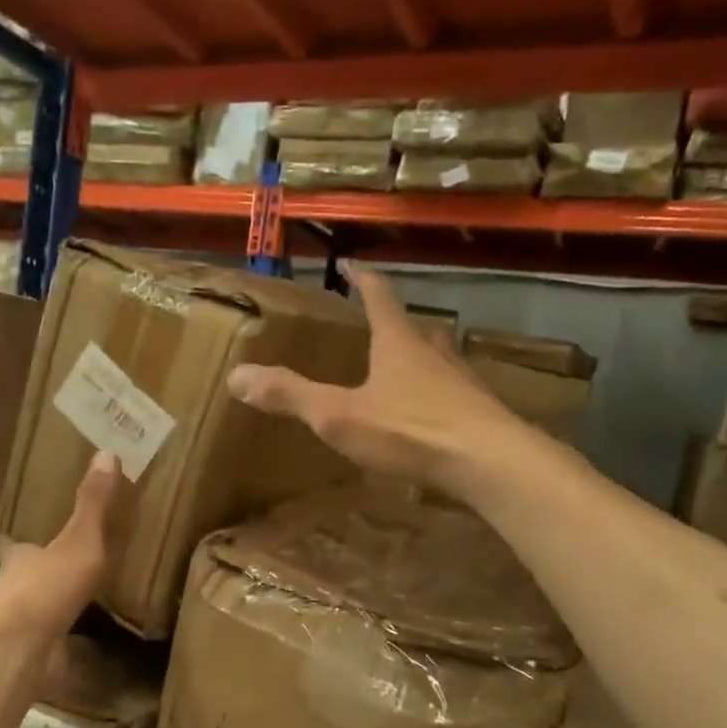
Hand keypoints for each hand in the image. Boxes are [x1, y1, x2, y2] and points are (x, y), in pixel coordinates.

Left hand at [0, 452, 122, 639]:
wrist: (21, 649)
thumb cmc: (47, 586)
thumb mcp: (79, 539)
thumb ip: (93, 504)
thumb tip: (106, 453)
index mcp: (20, 559)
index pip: (12, 545)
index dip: (13, 541)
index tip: (10, 537)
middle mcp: (13, 590)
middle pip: (22, 578)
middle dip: (36, 574)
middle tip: (57, 569)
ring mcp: (20, 626)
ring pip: (34, 612)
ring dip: (49, 608)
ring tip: (74, 606)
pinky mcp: (30, 656)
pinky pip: (50, 644)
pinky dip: (63, 644)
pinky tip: (81, 646)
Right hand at [227, 265, 521, 497]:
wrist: (490, 463)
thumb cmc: (410, 430)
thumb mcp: (338, 414)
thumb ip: (290, 395)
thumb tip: (237, 375)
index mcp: (398, 344)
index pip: (380, 299)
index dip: (365, 281)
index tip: (356, 264)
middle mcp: (434, 354)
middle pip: (414, 329)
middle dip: (396, 325)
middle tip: (380, 326)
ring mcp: (463, 384)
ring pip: (439, 361)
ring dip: (420, 360)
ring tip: (404, 370)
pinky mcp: (481, 415)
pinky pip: (453, 396)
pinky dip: (436, 397)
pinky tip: (430, 417)